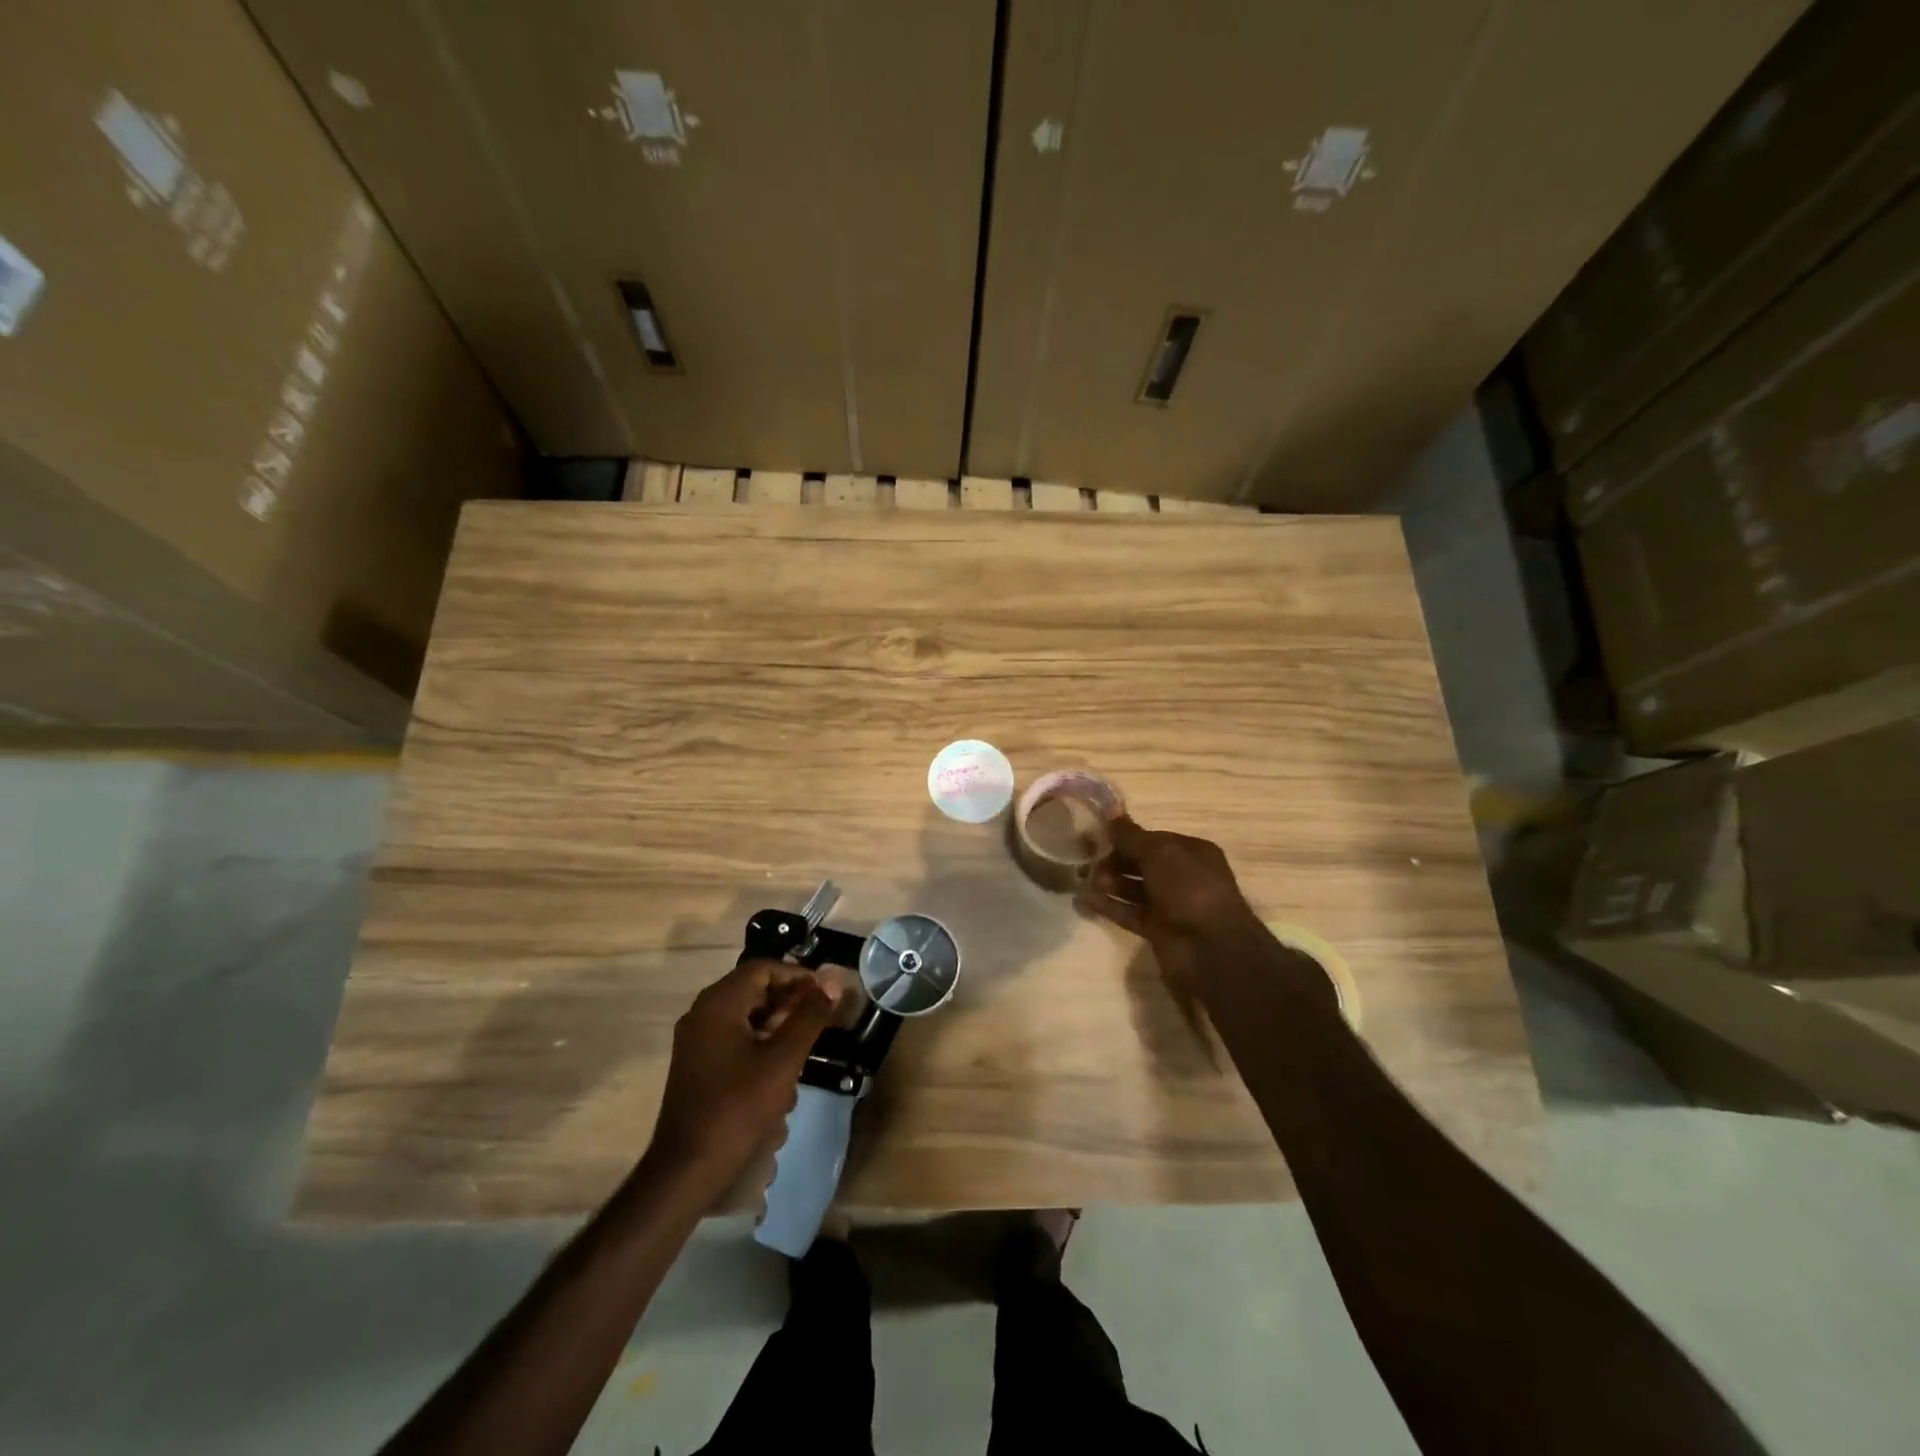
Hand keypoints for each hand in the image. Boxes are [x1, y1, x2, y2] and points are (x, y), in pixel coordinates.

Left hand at [648, 959, 841, 1186]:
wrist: (686, 1171)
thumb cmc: (737, 1108)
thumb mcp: (783, 1060)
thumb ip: (809, 1017)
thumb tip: (831, 983)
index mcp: (718, 1004)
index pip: (763, 969)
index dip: (798, 976)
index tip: (825, 993)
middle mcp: (702, 1014)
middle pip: (754, 991)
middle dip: (790, 1003)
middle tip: (821, 1019)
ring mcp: (696, 1042)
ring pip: (746, 1018)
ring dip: (778, 1028)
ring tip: (804, 1051)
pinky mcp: (697, 1066)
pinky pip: (735, 1041)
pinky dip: (760, 1048)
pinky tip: (780, 1078)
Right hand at [1077, 815, 1262, 985]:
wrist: (1209, 948)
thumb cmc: (1189, 888)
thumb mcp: (1159, 853)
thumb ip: (1131, 836)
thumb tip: (1110, 814)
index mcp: (1192, 852)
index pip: (1153, 839)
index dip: (1126, 837)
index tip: (1097, 836)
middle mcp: (1183, 876)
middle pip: (1141, 863)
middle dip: (1115, 860)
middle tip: (1087, 860)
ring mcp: (1170, 905)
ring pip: (1134, 889)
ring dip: (1109, 882)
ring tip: (1085, 880)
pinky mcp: (1157, 929)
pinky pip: (1128, 913)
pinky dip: (1108, 906)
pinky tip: (1083, 900)